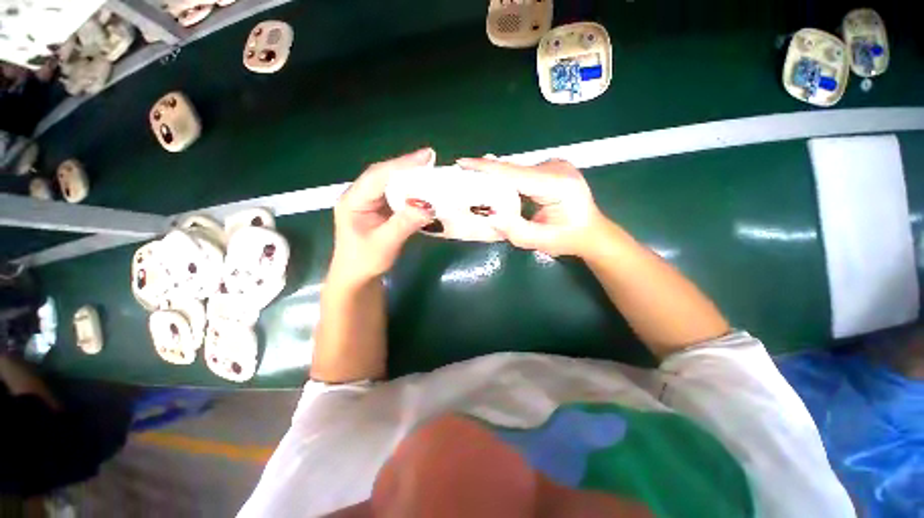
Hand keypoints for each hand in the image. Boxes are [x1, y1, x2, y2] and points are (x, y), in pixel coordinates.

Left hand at [330, 148, 435, 283]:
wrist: (357, 277)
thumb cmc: (364, 262)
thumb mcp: (385, 244)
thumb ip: (404, 223)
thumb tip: (428, 206)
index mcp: (353, 200)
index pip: (378, 176)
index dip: (402, 165)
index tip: (426, 157)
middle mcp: (361, 195)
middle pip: (385, 175)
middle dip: (408, 167)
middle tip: (432, 160)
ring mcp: (371, 202)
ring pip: (391, 183)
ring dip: (411, 178)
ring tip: (432, 171)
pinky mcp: (381, 209)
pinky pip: (397, 195)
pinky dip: (411, 192)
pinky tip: (424, 190)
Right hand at [456, 158, 603, 256]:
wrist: (592, 232)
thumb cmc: (568, 239)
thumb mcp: (540, 242)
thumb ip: (514, 230)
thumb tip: (490, 215)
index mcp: (557, 185)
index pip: (515, 174)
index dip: (487, 169)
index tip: (463, 163)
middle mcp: (557, 168)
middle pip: (514, 169)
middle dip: (488, 174)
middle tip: (463, 178)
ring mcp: (556, 165)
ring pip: (517, 170)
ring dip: (498, 178)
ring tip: (476, 184)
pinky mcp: (552, 167)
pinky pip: (523, 172)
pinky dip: (508, 179)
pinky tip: (497, 187)